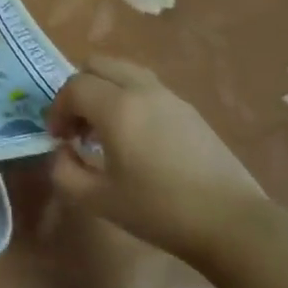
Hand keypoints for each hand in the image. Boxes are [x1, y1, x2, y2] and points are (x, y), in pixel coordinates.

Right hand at [45, 56, 266, 261]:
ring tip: (102, 130)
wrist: (230, 222)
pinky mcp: (189, 109)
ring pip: (124, 71)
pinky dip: (127, 98)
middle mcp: (143, 90)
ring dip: (103, 91)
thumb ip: (64, 172)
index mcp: (118, 108)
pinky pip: (146, 87)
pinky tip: (133, 138)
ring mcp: (170, 97)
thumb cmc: (158, 210)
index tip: (58, 139)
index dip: (57, 109)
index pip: (74, 87)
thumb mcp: (97, 199)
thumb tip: (62, 152)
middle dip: (78, 90)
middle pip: (98, 65)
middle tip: (76, 126)